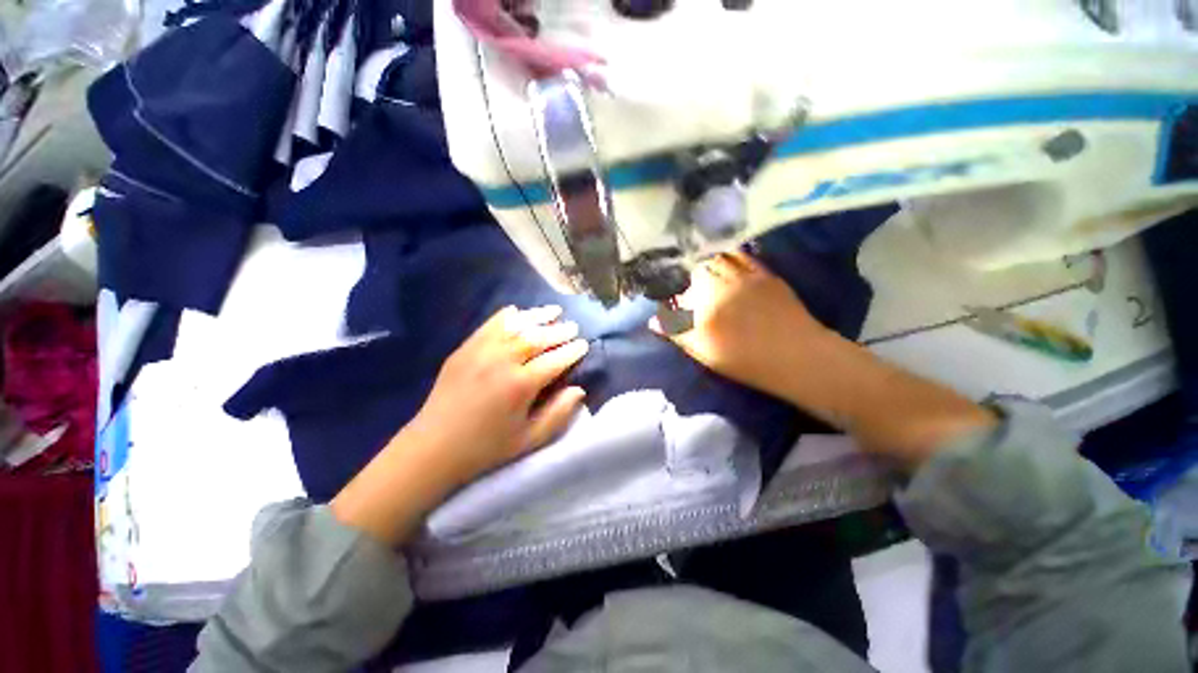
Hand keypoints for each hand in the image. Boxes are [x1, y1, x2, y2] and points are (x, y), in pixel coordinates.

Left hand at [332, 306, 588, 545]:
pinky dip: (506, 317)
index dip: (572, 352)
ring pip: (514, 325)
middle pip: (537, 337)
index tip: (584, 345)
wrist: (437, 444)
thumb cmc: (486, 448)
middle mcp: (502, 360)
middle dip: (558, 331)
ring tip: (553, 312)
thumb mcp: (528, 441)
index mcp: (521, 385)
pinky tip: (517, 313)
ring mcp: (480, 350)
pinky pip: (489, 325)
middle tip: (573, 327)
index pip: (554, 360)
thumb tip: (578, 390)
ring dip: (536, 317)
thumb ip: (557, 415)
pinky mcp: (464, 349)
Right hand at [652, 251, 835, 399]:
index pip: (677, 286)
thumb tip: (654, 320)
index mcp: (701, 300)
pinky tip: (727, 255)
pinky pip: (742, 256)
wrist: (796, 355)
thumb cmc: (748, 360)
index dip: (670, 286)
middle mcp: (720, 281)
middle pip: (697, 266)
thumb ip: (679, 332)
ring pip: (718, 258)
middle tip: (685, 275)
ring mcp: (743, 274)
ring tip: (702, 262)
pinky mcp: (764, 273)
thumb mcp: (706, 352)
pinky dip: (730, 254)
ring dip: (707, 258)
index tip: (667, 292)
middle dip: (688, 268)